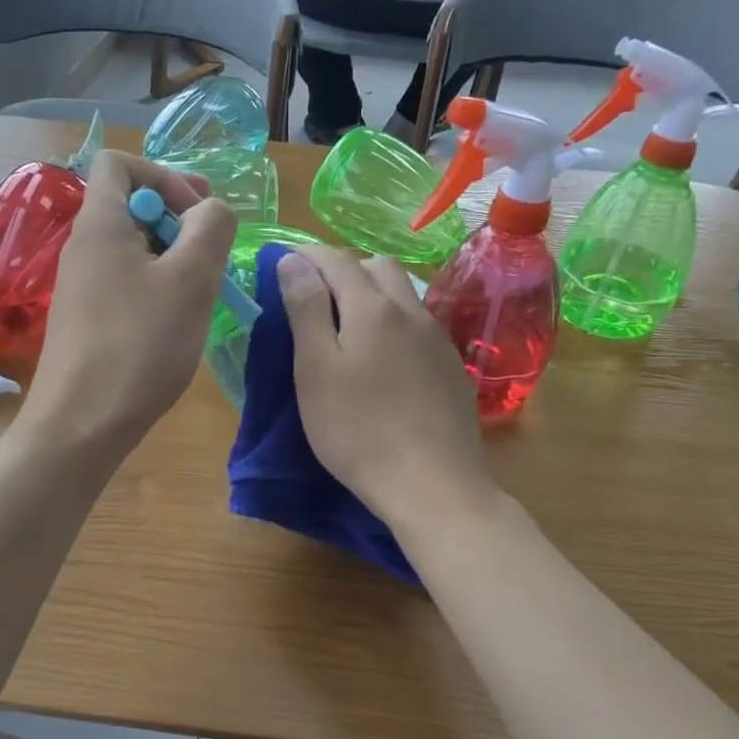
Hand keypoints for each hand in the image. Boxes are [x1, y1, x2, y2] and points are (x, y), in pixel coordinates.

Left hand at [21, 149, 236, 466]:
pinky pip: (127, 283)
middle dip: (179, 220)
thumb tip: (212, 210)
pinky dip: (158, 289)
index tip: (199, 214)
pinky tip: (178, 322)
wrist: (81, 425)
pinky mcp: (88, 320)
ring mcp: (82, 286)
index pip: (120, 162)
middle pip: (132, 205)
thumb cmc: (139, 346)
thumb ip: (211, 229)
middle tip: (212, 255)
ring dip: (174, 258)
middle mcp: (83, 247)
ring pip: (134, 249)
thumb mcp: (190, 280)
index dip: (165, 174)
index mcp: (100, 224)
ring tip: (202, 292)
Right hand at [277, 246, 495, 529]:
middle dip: (345, 268)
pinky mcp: (453, 369)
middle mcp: (411, 312)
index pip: (337, 260)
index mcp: (372, 308)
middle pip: (379, 267)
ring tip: (350, 324)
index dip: (308, 255)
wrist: (433, 484)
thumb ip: (305, 310)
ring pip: (405, 296)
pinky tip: (387, 357)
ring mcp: (438, 340)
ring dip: (375, 294)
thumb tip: (294, 260)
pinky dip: (396, 323)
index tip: (285, 262)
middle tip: (317, 294)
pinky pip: (421, 326)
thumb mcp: (315, 370)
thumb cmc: (358, 430)